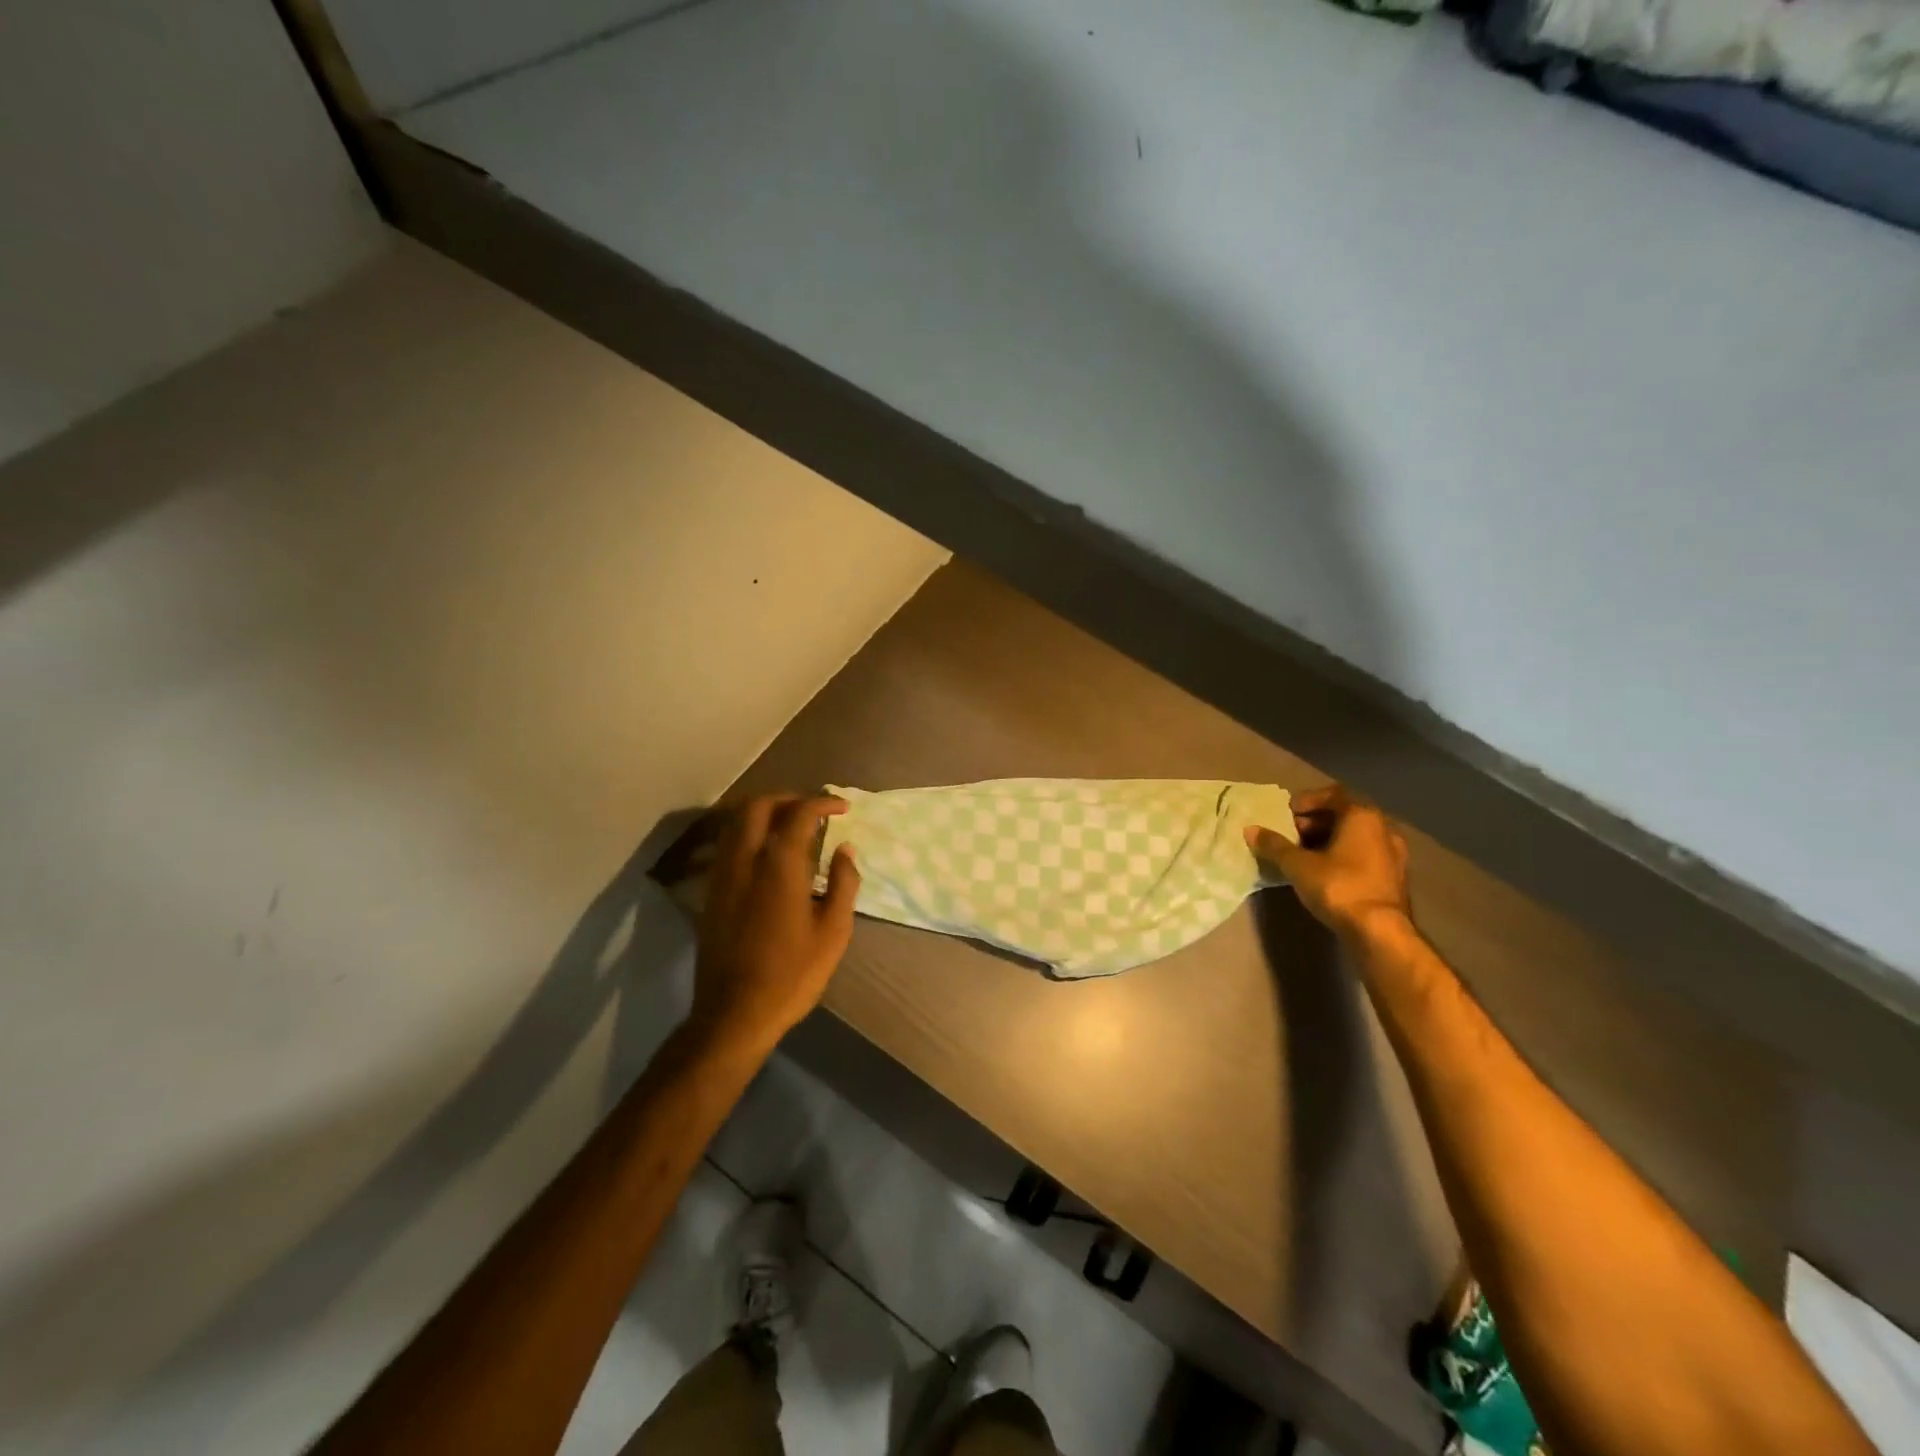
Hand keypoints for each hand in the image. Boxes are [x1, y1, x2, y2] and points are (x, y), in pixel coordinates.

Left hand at [691, 794, 860, 1055]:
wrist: (734, 1013)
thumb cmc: (792, 974)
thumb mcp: (833, 932)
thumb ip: (842, 883)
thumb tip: (844, 850)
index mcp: (778, 866)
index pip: (799, 814)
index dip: (823, 803)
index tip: (842, 808)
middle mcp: (745, 860)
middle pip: (758, 806)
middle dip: (788, 798)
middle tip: (814, 810)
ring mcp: (722, 875)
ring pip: (736, 822)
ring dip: (765, 813)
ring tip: (791, 826)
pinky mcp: (711, 893)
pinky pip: (728, 844)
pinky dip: (749, 834)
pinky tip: (768, 855)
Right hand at [1246, 785, 1409, 939]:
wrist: (1379, 931)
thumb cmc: (1338, 886)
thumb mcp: (1297, 865)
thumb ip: (1274, 845)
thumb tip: (1250, 829)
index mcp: (1362, 816)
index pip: (1333, 794)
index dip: (1307, 800)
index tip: (1287, 814)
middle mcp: (1383, 828)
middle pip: (1345, 814)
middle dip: (1316, 821)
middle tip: (1292, 834)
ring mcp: (1394, 853)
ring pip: (1357, 836)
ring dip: (1330, 839)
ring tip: (1305, 854)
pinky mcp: (1395, 876)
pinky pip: (1366, 854)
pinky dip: (1345, 855)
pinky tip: (1326, 872)